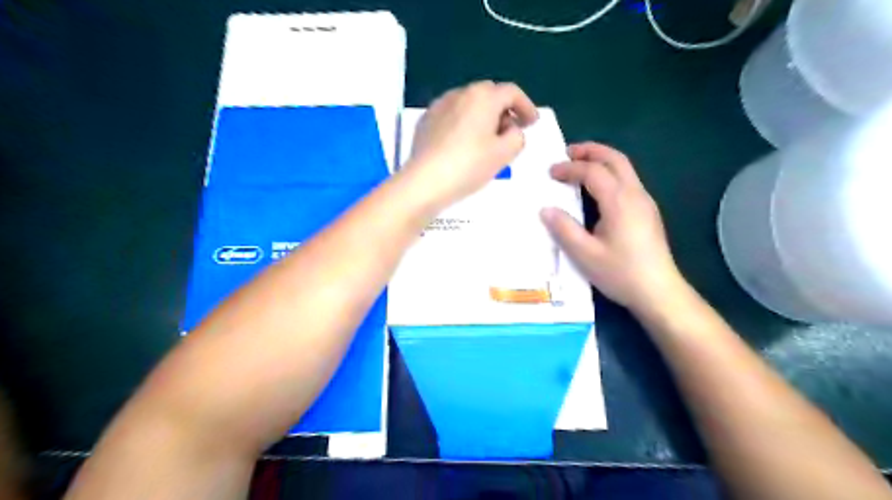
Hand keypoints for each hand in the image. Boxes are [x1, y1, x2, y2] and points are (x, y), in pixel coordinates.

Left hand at [404, 80, 535, 208]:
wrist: (425, 182)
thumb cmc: (469, 166)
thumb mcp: (504, 153)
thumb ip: (517, 137)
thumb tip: (511, 130)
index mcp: (483, 97)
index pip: (511, 92)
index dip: (526, 107)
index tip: (532, 123)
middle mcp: (460, 93)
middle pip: (489, 95)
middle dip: (503, 110)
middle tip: (510, 131)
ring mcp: (439, 106)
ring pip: (468, 104)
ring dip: (482, 116)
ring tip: (486, 140)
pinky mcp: (425, 121)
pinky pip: (452, 116)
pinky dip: (463, 124)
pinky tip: (463, 144)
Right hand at [540, 140, 683, 312]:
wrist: (659, 292)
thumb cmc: (621, 273)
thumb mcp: (585, 254)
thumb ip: (564, 229)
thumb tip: (546, 209)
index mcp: (619, 201)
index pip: (593, 172)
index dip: (570, 168)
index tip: (550, 172)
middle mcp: (635, 194)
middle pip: (615, 159)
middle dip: (591, 151)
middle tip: (567, 153)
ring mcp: (645, 202)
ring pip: (624, 168)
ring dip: (601, 160)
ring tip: (580, 165)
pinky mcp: (648, 212)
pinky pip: (628, 180)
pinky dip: (609, 173)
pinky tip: (597, 189)